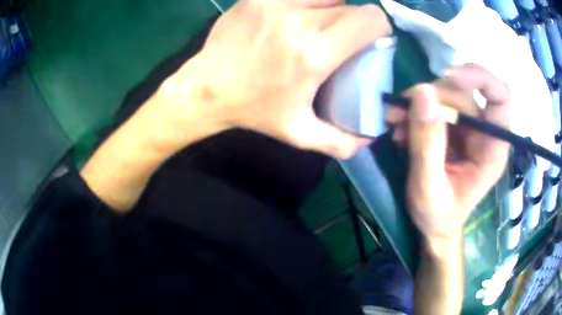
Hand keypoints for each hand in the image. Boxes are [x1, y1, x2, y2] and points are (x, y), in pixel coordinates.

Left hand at [158, 0, 389, 158]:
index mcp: (315, 53)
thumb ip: (340, 142)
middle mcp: (299, 20)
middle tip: (342, 39)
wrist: (206, 89)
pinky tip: (295, 18)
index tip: (372, 39)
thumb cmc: (254, 110)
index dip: (380, 27)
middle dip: (355, 22)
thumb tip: (370, 140)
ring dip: (332, 9)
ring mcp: (276, 3)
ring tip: (319, 27)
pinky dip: (307, 2)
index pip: (370, 19)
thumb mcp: (299, 133)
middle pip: (351, 6)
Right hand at [385, 64, 510, 243]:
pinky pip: (433, 103)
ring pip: (445, 94)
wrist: (435, 226)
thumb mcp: (429, 189)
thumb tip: (421, 93)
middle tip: (400, 115)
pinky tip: (400, 128)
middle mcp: (483, 130)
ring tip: (396, 125)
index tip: (449, 77)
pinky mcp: (452, 126)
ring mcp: (467, 126)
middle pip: (463, 92)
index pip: (500, 96)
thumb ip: (428, 146)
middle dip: (431, 98)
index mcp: (493, 148)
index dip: (479, 77)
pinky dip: (413, 110)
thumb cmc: (438, 216)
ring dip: (417, 104)